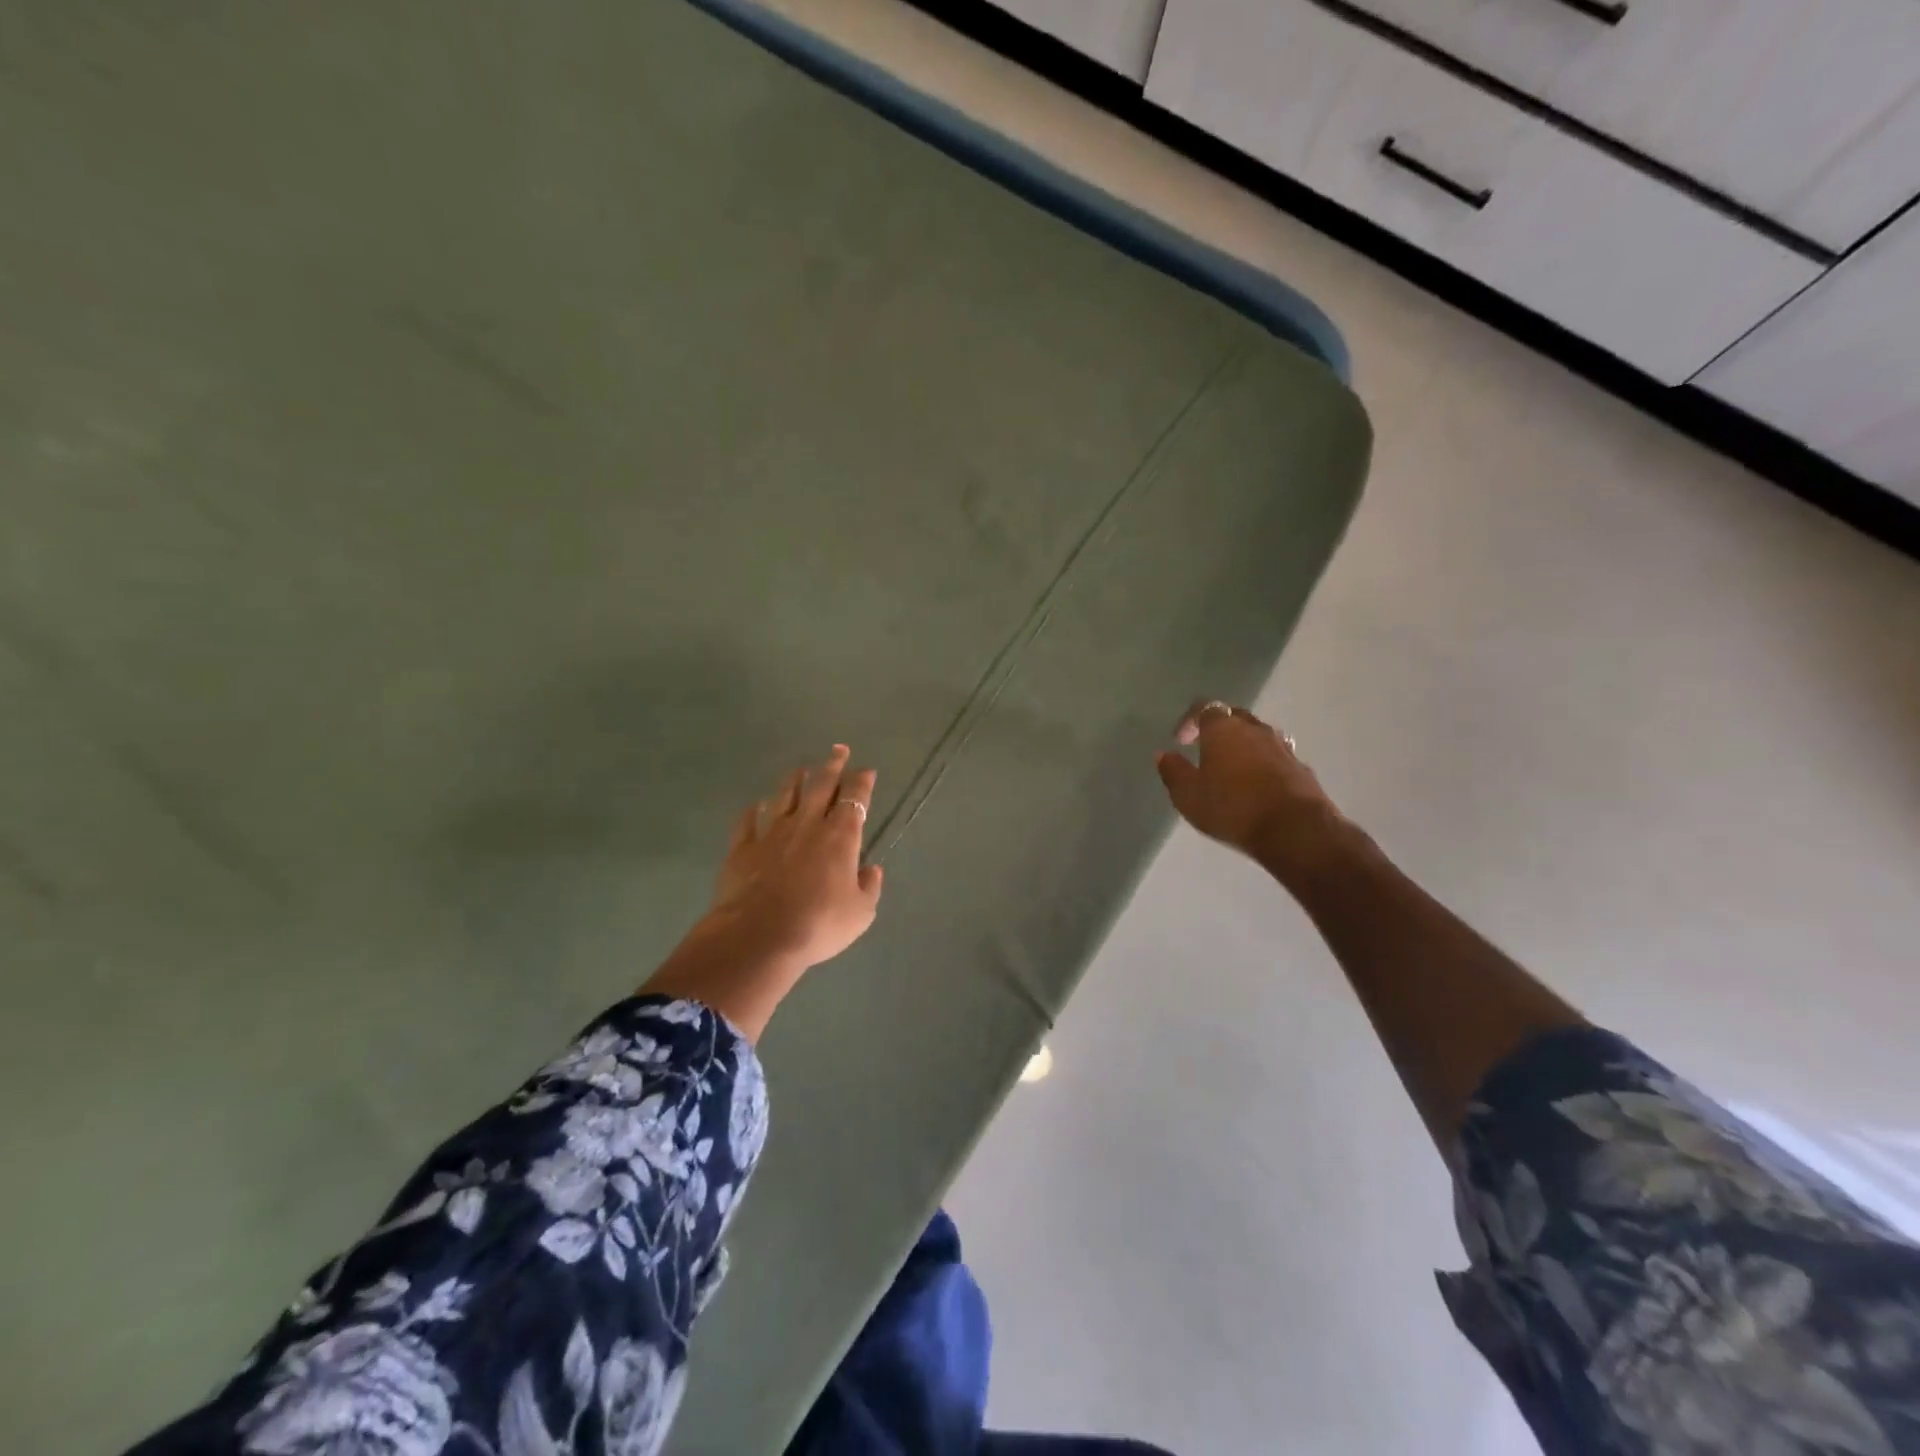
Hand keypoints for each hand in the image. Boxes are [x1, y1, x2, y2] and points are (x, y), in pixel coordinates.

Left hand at [704, 744, 883, 971]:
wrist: (759, 937)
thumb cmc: (818, 925)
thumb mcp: (860, 913)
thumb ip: (869, 887)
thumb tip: (871, 869)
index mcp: (840, 837)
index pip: (855, 799)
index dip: (862, 782)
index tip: (866, 770)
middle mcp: (807, 825)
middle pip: (821, 786)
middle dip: (832, 765)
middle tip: (838, 749)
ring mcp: (771, 833)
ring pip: (784, 796)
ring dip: (795, 780)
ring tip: (800, 769)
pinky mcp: (743, 848)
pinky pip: (748, 821)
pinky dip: (753, 811)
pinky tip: (755, 805)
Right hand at [1155, 700, 1352, 885]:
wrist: (1294, 830)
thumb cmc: (1232, 808)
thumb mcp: (1188, 795)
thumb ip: (1173, 771)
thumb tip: (1164, 754)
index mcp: (1223, 729)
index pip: (1204, 708)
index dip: (1189, 720)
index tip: (1180, 740)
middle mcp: (1255, 729)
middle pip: (1234, 716)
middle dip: (1218, 728)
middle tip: (1206, 749)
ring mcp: (1282, 747)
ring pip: (1258, 734)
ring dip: (1243, 744)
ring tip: (1233, 767)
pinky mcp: (1301, 767)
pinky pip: (1277, 756)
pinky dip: (1263, 762)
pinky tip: (1258, 784)